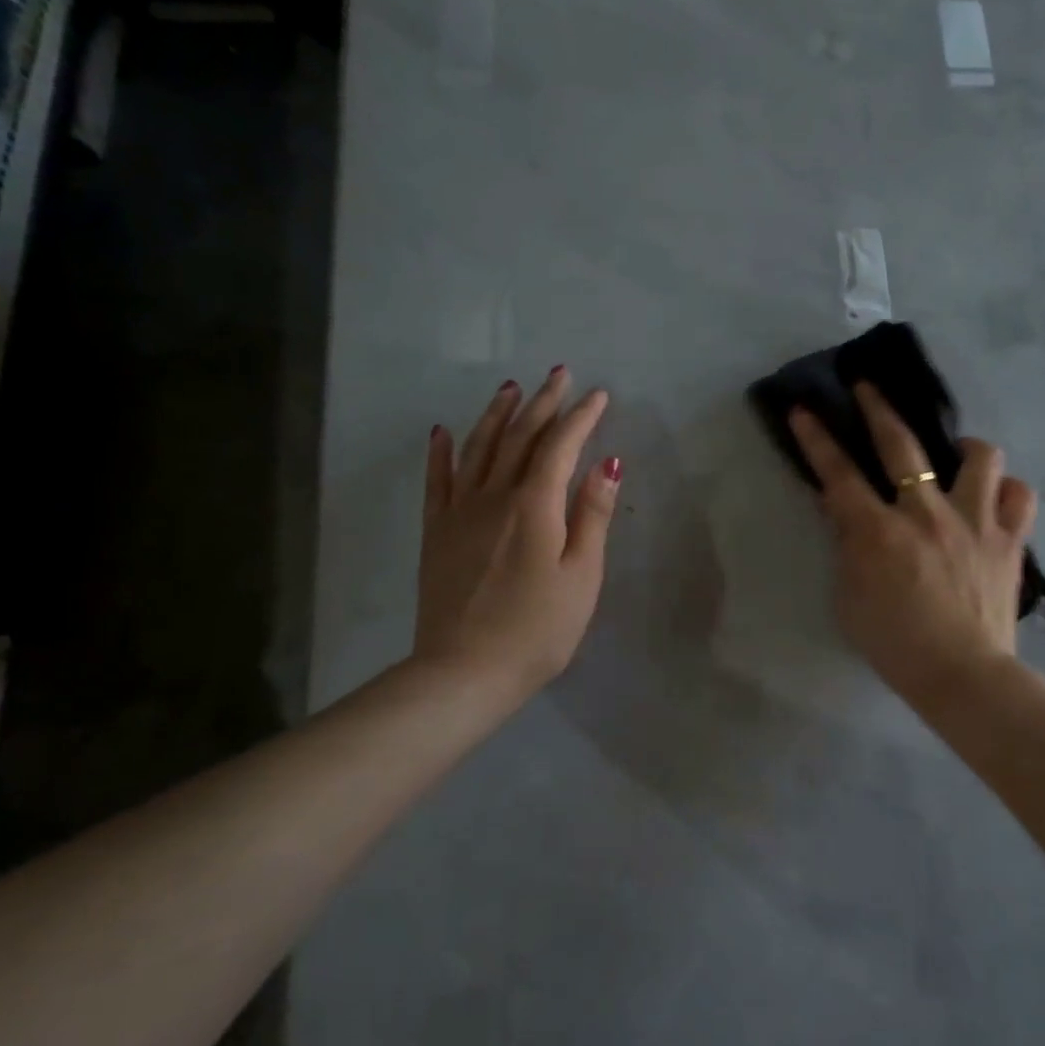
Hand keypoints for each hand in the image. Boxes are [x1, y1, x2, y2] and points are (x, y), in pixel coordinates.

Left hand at [413, 368, 620, 709]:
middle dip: (542, 403)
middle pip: (519, 437)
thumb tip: (608, 462)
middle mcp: (494, 496)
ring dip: (496, 415)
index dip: (580, 417)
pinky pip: (437, 482)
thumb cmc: (538, 629)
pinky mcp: (436, 533)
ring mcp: (459, 512)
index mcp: (535, 506)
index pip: (560, 447)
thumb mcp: (581, 575)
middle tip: (559, 374)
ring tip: (510, 388)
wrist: (465, 671)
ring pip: (478, 449)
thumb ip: (592, 515)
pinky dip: (441, 453)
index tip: (598, 394)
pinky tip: (442, 432)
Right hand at [788, 385, 1035, 705]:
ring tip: (956, 458)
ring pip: (980, 456)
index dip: (817, 439)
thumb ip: (848, 549)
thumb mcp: (850, 599)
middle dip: (878, 408)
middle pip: (901, 444)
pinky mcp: (1010, 540)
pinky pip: (1019, 495)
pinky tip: (994, 499)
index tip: (803, 409)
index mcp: (879, 532)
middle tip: (867, 388)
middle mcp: (927, 514)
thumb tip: (847, 513)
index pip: (838, 474)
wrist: (963, 676)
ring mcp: (975, 522)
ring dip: (964, 449)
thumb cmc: (896, 645)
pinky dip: (1006, 491)